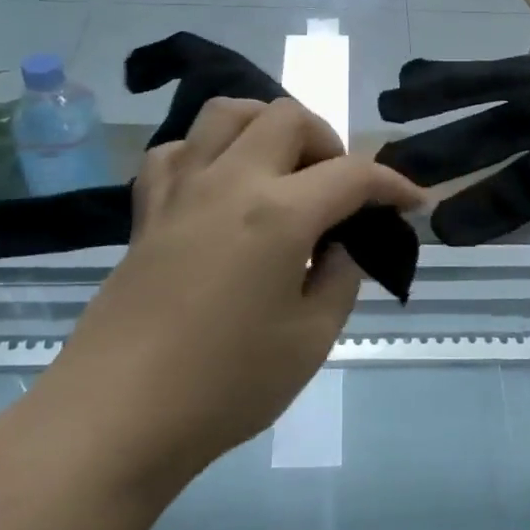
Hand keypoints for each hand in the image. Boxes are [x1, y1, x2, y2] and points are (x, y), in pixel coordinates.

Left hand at [43, 97, 421, 492]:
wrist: (116, 417)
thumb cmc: (224, 386)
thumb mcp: (310, 340)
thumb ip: (339, 279)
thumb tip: (342, 246)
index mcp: (280, 213)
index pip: (353, 174)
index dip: (392, 184)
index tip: (412, 202)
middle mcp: (231, 180)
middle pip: (288, 117)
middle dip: (327, 141)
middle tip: (336, 190)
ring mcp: (182, 188)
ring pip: (226, 112)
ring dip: (264, 126)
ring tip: (279, 169)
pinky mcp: (146, 209)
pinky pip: (177, 151)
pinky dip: (205, 153)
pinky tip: (217, 187)